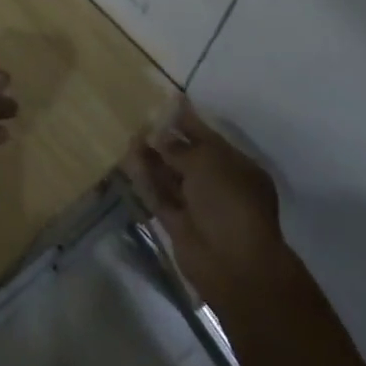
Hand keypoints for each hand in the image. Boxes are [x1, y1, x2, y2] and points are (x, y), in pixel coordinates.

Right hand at [125, 98, 285, 301]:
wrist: (233, 265)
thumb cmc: (229, 203)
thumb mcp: (207, 163)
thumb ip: (180, 148)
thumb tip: (159, 136)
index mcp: (236, 166)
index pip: (208, 137)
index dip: (188, 120)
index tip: (168, 101)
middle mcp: (218, 184)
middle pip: (188, 156)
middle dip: (166, 140)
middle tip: (141, 119)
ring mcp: (198, 206)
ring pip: (171, 177)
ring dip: (152, 159)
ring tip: (130, 137)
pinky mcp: (179, 225)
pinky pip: (160, 197)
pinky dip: (146, 181)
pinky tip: (129, 163)